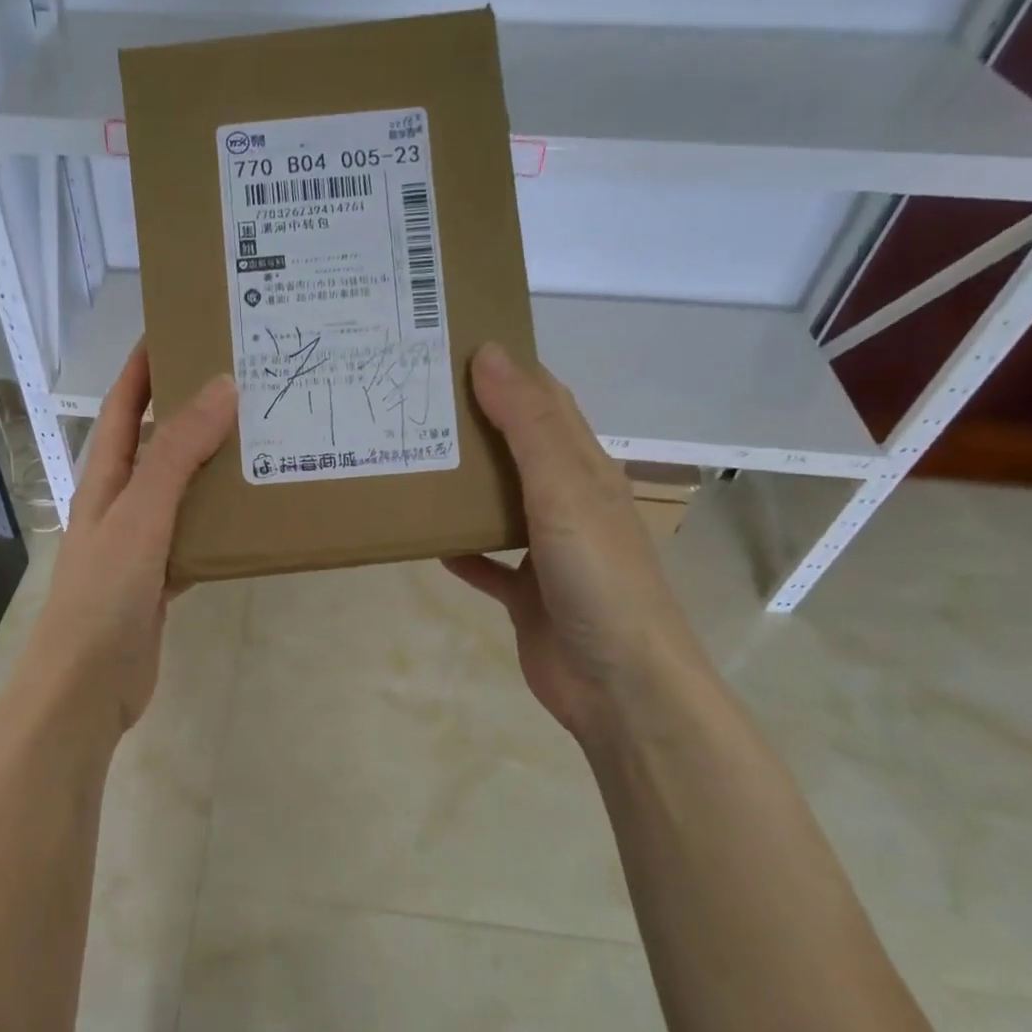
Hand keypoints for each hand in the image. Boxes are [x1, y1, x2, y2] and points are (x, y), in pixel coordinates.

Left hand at [16, 342, 235, 743]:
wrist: (85, 689)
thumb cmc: (103, 596)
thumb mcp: (140, 517)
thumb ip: (176, 456)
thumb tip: (220, 388)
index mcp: (104, 480)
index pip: (121, 407)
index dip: (144, 366)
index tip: (181, 328)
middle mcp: (120, 503)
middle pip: (155, 444)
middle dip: (190, 410)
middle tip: (245, 382)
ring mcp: (141, 543)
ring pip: (181, 491)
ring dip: (212, 467)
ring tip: (261, 439)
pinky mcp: (161, 580)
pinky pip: (195, 538)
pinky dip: (219, 524)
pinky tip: (252, 515)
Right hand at [443, 342, 714, 746]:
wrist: (619, 684)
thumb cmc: (599, 577)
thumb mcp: (564, 489)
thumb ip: (526, 424)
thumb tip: (490, 352)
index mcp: (585, 469)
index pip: (546, 402)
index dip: (507, 370)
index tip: (451, 347)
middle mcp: (569, 503)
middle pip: (518, 448)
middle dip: (474, 422)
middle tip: (413, 401)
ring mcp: (548, 551)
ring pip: (500, 504)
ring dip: (464, 484)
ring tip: (412, 459)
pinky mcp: (527, 595)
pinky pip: (487, 564)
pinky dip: (461, 550)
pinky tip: (427, 541)